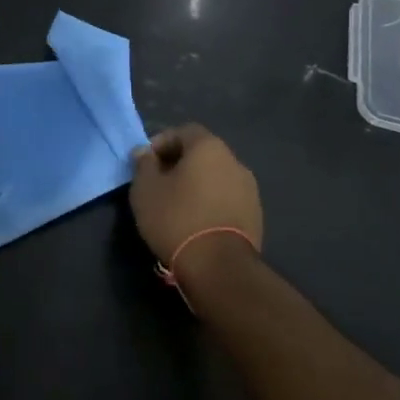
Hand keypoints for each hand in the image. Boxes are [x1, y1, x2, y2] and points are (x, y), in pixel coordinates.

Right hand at [129, 124, 262, 291]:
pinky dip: (211, 203)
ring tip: (177, 206)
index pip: (184, 131)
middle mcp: (234, 161)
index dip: (162, 143)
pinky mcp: (256, 216)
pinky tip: (196, 222)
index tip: (146, 163)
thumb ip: (144, 165)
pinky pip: (227, 199)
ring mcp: (249, 190)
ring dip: (197, 185)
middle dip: (179, 164)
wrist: (219, 267)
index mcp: (209, 147)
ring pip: (216, 177)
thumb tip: (145, 153)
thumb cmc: (177, 218)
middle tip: (159, 184)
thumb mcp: (146, 189)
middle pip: (202, 154)